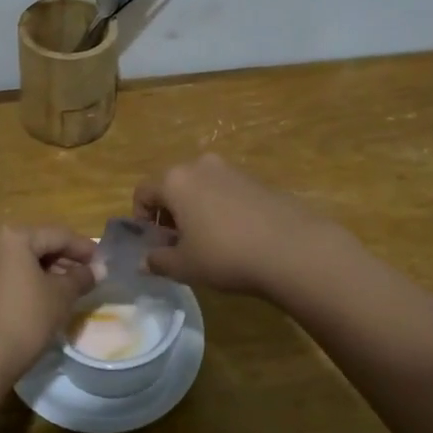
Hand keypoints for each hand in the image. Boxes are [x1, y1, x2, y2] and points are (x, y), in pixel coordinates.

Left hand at [0, 225, 97, 380]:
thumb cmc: (26, 318)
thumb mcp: (61, 296)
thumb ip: (82, 277)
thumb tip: (99, 269)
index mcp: (15, 236)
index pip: (59, 235)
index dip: (85, 248)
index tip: (104, 262)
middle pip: (41, 245)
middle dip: (68, 259)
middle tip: (91, 276)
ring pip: (27, 261)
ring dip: (52, 272)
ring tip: (75, 289)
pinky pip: (15, 275)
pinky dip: (35, 281)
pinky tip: (51, 298)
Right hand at [134, 154, 341, 296]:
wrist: (291, 248)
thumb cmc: (225, 255)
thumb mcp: (185, 266)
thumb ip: (158, 261)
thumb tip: (143, 262)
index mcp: (175, 180)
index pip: (143, 192)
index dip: (141, 219)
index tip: (152, 244)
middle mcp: (200, 166)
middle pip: (172, 186)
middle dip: (169, 214)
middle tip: (178, 244)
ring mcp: (231, 170)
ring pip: (201, 187)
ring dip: (196, 210)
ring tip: (208, 242)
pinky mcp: (256, 180)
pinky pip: (226, 192)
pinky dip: (221, 209)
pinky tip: (235, 237)